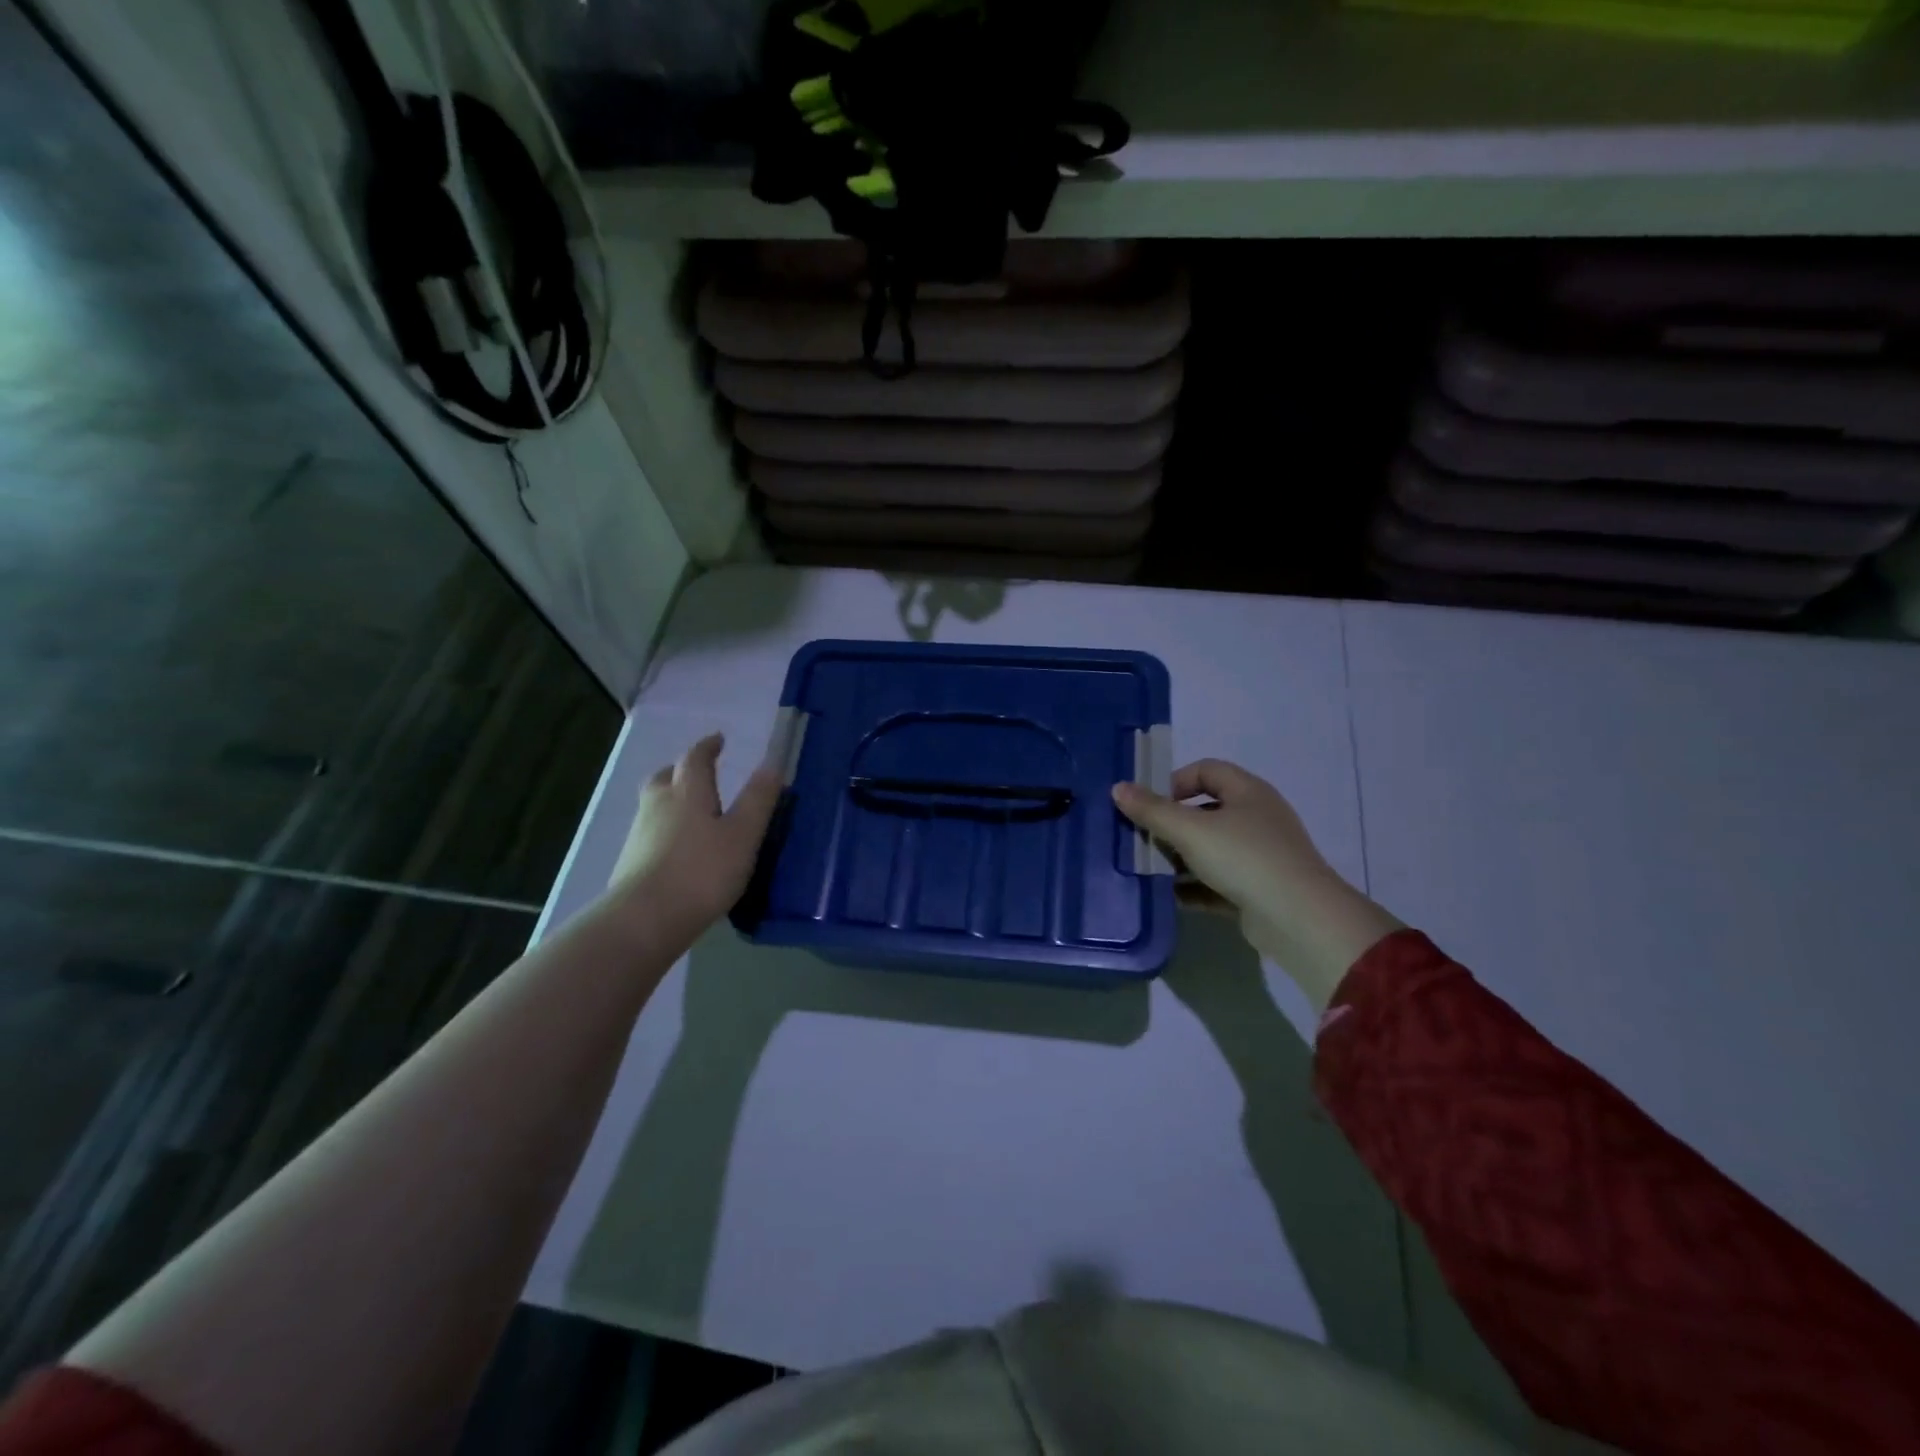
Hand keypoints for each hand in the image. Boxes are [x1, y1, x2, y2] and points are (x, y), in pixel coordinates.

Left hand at [610, 733, 783, 936]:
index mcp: (687, 792)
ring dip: (672, 800)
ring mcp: (640, 835)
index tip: (718, 739)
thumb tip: (772, 765)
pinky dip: (666, 830)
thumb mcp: (743, 835)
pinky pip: (651, 833)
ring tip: (693, 813)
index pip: (695, 758)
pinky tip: (680, 850)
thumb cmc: (702, 871)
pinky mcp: (631, 864)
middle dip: (681, 771)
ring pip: (655, 805)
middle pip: (665, 777)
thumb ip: (758, 800)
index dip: (708, 747)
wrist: (644, 920)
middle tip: (698, 773)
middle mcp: (658, 805)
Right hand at [1112, 759, 1402, 1010]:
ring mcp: (1260, 856)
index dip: (1174, 781)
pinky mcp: (1258, 890)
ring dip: (1180, 858)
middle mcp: (1257, 818)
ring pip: (1211, 849)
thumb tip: (1118, 788)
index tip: (1149, 804)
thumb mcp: (1190, 830)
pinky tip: (1170, 896)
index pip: (1206, 770)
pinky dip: (1195, 887)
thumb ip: (1152, 810)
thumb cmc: (1243, 858)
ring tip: (1150, 869)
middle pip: (1206, 811)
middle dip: (1172, 824)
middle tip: (1143, 838)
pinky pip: (1219, 882)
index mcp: (1248, 792)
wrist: (1298, 918)